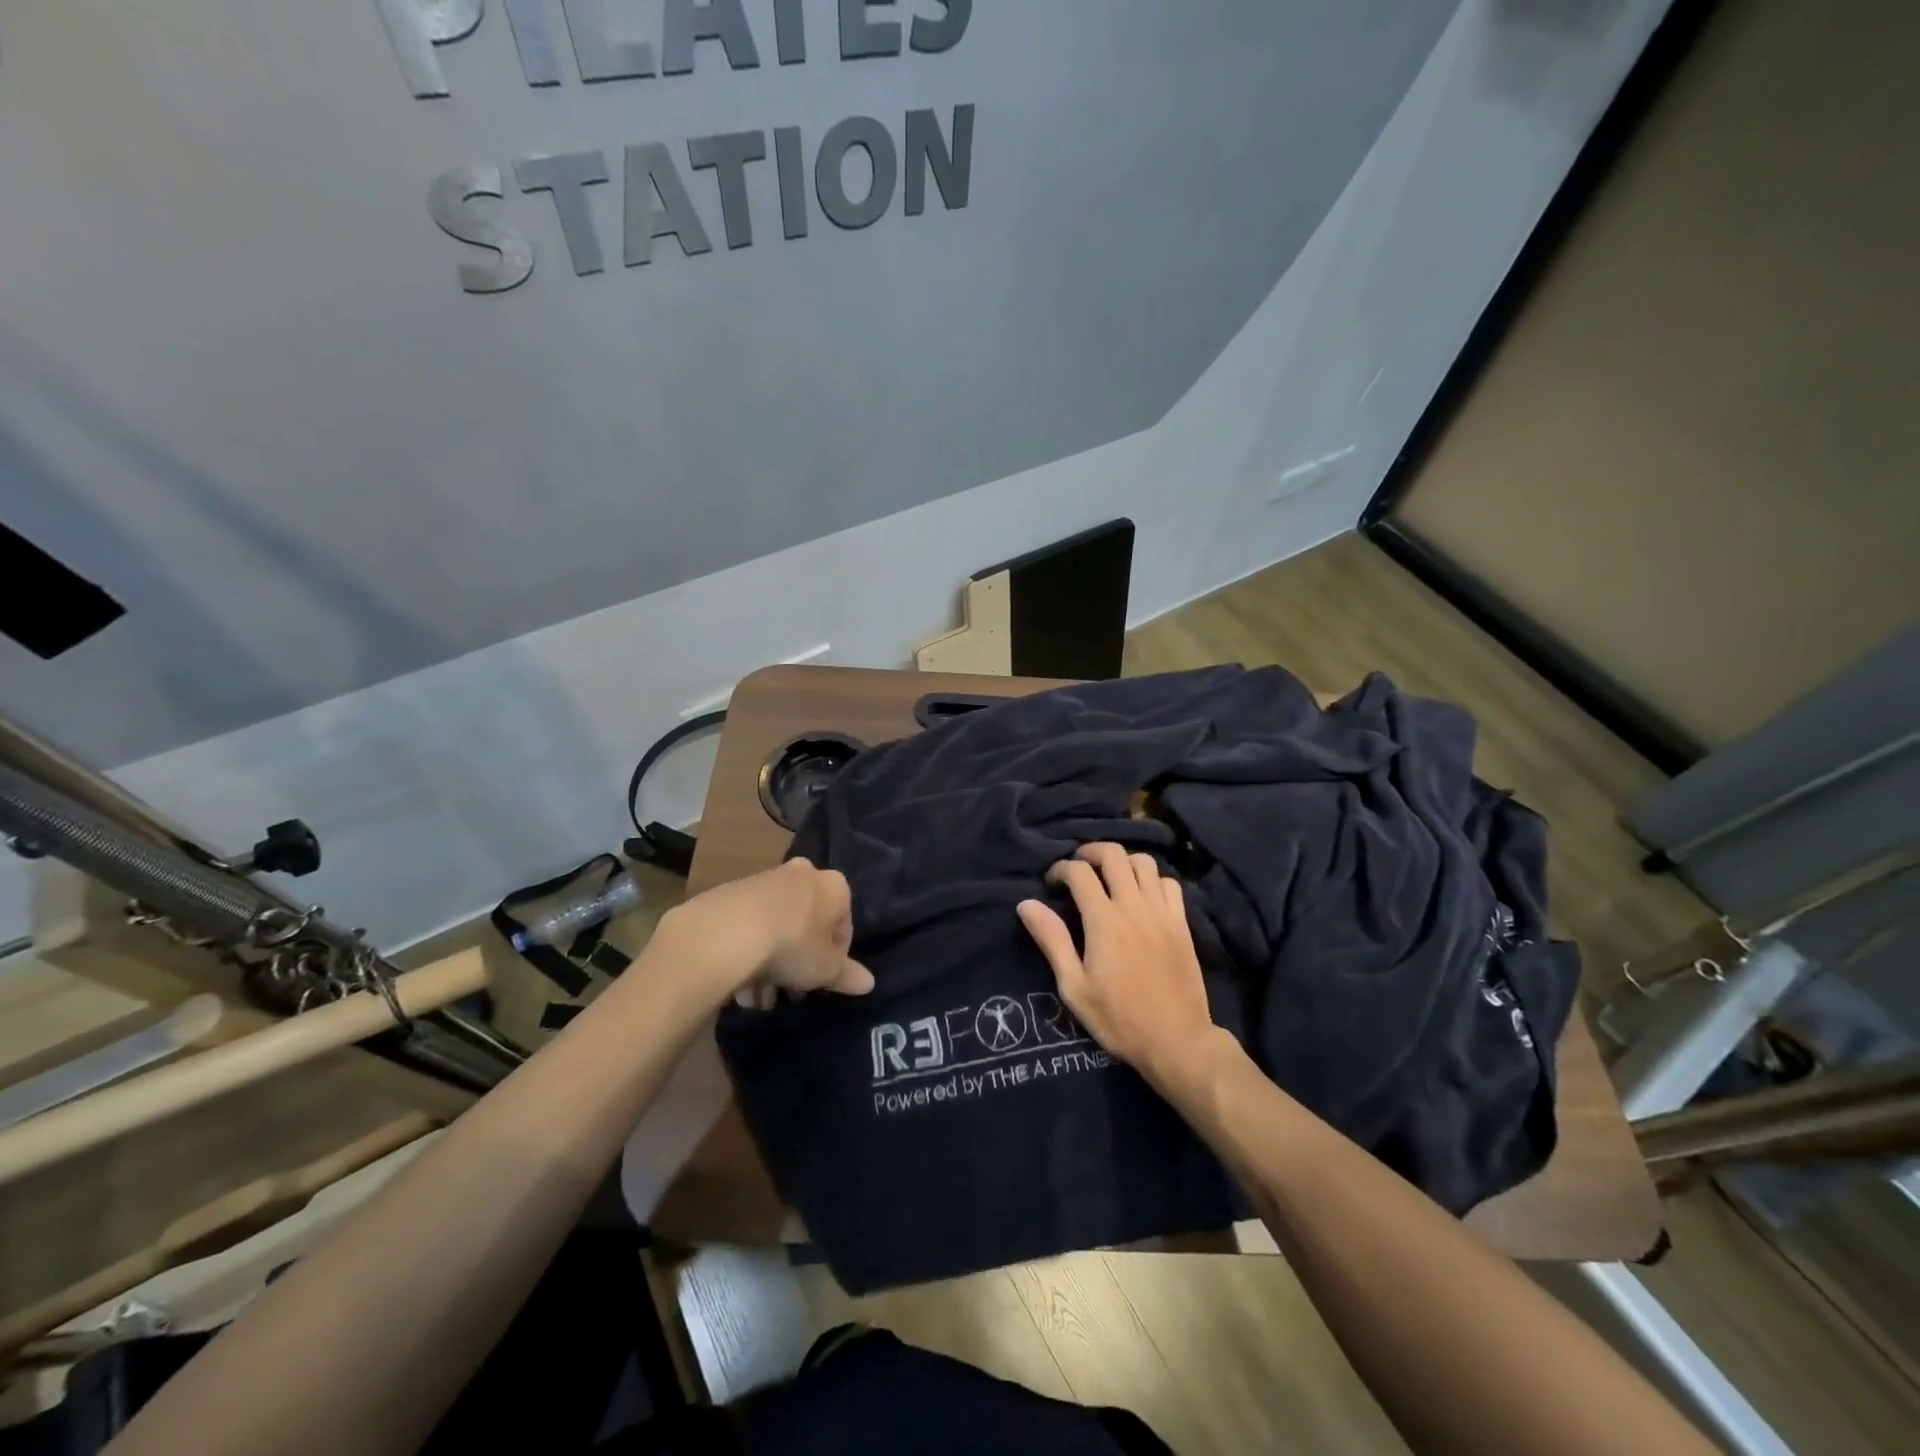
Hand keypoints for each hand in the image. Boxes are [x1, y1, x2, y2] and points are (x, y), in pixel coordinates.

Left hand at [658, 859, 873, 1006]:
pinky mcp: (733, 891)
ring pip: (776, 926)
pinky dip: (748, 951)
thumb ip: (848, 975)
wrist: (729, 930)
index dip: (835, 957)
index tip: (822, 979)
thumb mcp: (827, 969)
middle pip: (807, 922)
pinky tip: (739, 984)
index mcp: (835, 886)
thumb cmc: (794, 945)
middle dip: (799, 957)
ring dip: (770, 961)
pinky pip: (749, 925)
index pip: (844, 924)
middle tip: (790, 990)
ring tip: (758, 999)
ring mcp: (766, 879)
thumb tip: (869, 983)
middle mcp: (803, 874)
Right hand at [1017, 843, 1220, 1084]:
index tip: (1051, 882)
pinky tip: (1143, 894)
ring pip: (1144, 863)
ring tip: (1110, 876)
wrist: (1177, 1041)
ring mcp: (1162, 913)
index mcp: (1104, 921)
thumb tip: (1027, 904)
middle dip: (1090, 852)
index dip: (1061, 869)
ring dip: (1123, 861)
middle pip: (1113, 855)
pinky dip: (1153, 879)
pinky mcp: (1182, 924)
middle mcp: (1134, 907)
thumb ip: (1052, 941)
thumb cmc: (1119, 1018)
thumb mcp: (1074, 987)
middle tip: (1079, 867)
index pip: (1080, 872)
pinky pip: (1170, 883)